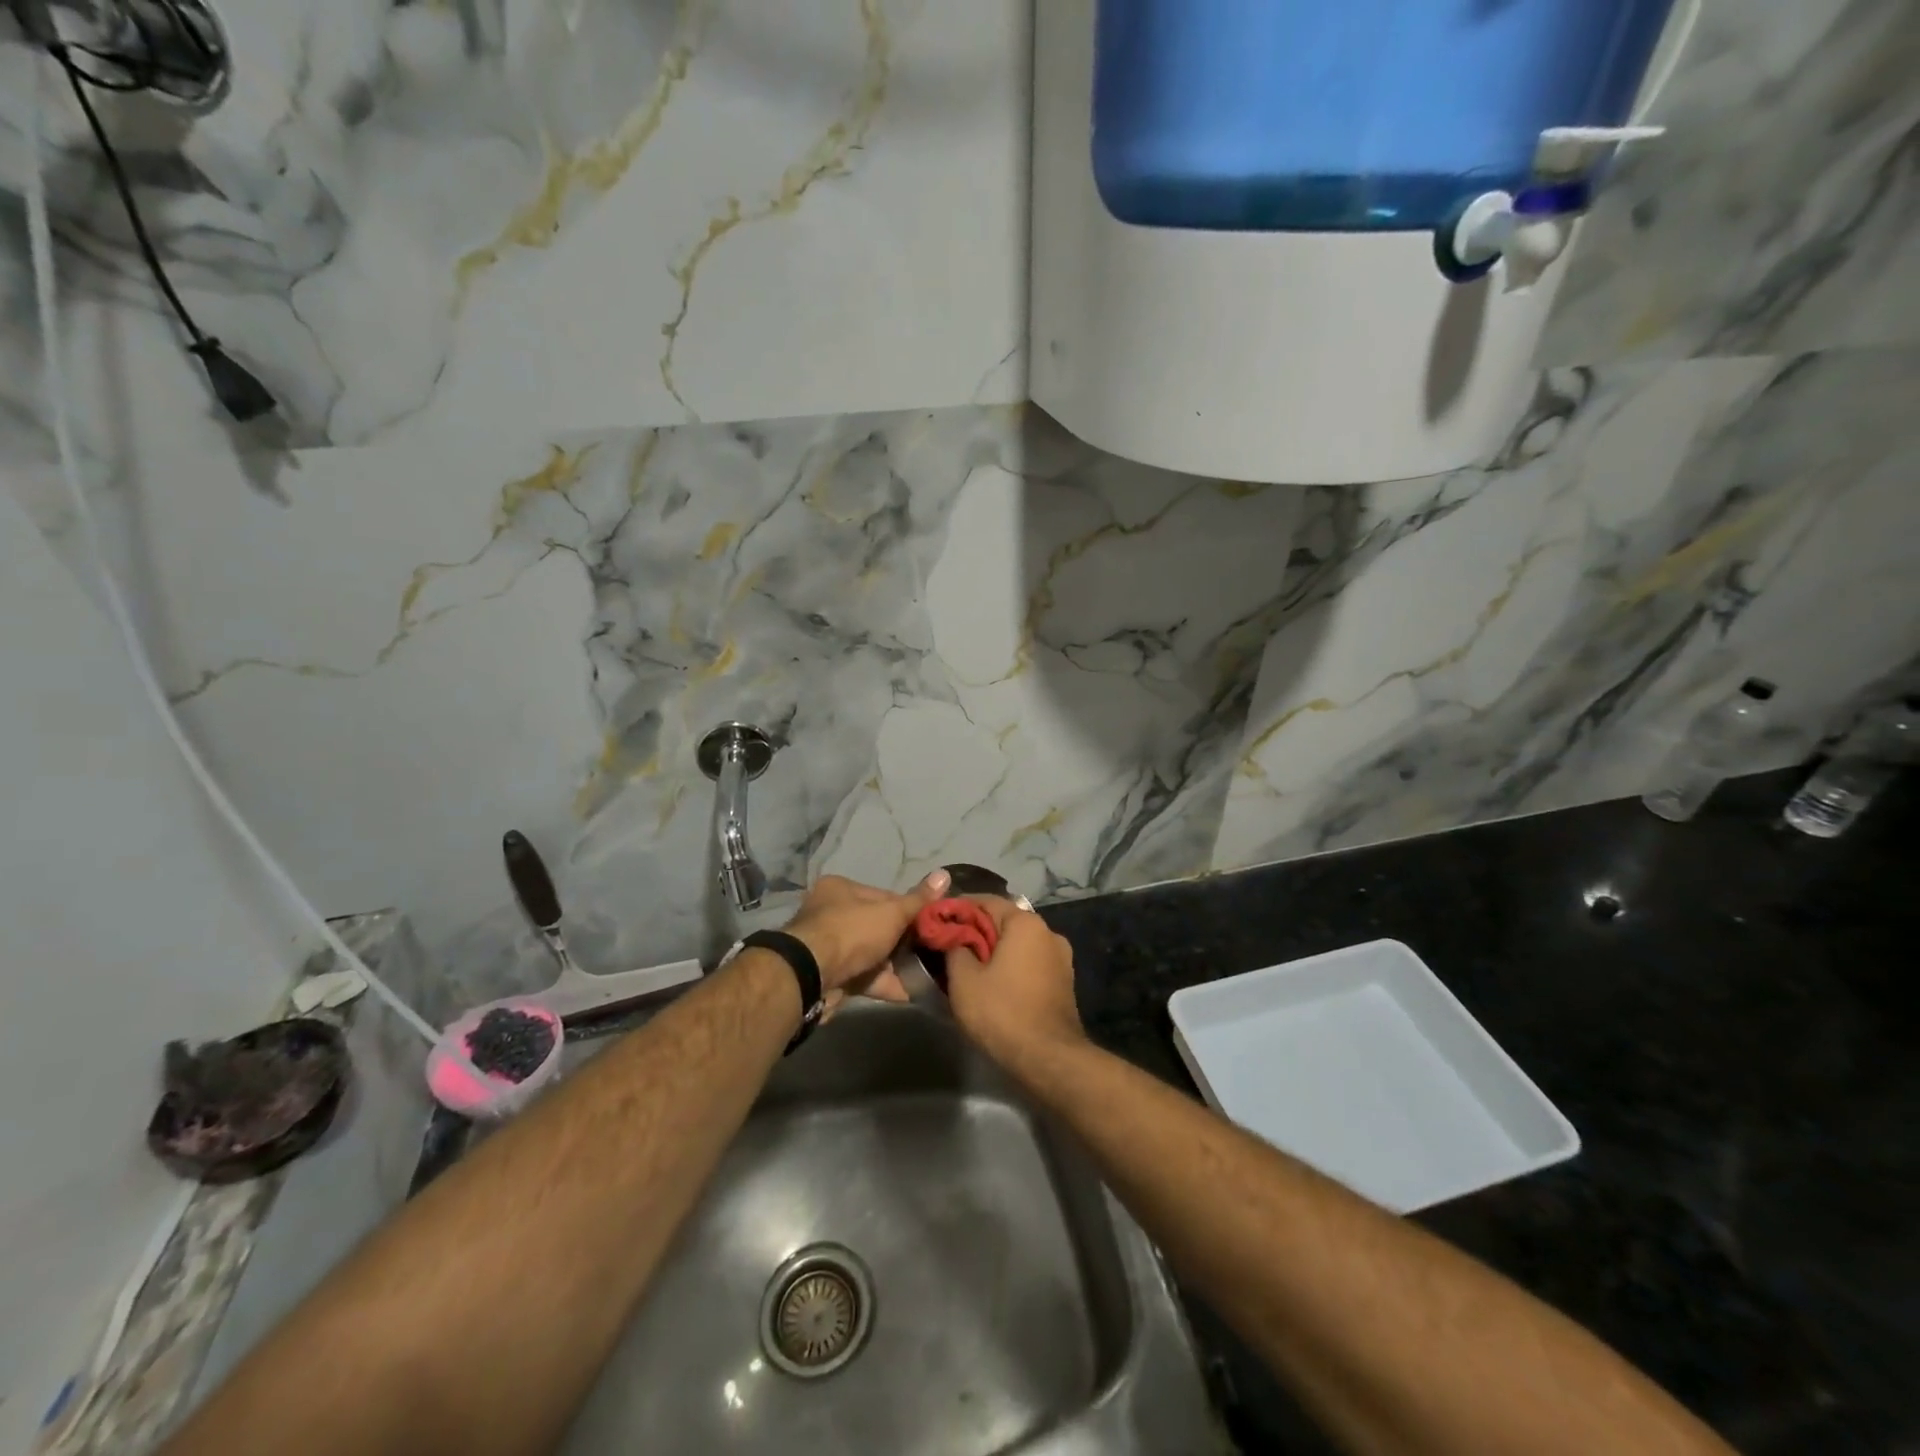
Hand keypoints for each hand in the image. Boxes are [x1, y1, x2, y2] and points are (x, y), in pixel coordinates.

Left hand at [783, 869, 951, 1011]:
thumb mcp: (891, 912)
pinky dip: (887, 984)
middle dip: (905, 942)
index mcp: (841, 889)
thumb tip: (945, 874)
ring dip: (897, 966)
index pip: (885, 896)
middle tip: (934, 952)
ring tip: (930, 974)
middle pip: (878, 926)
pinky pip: (866, 977)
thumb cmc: (852, 932)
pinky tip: (913, 992)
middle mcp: (832, 914)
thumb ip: (918, 900)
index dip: (910, 910)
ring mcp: (830, 948)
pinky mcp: (832, 976)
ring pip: (872, 954)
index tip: (932, 925)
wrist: (811, 978)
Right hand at [943, 899, 1086, 1067]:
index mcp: (1025, 923)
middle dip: (975, 932)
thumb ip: (954, 949)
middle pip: (1003, 922)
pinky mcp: (1063, 982)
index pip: (985, 901)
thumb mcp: (964, 980)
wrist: (1049, 1059)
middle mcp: (1048, 932)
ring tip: (967, 967)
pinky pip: (1029, 963)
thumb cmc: (1002, 1012)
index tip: (936, 921)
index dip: (957, 909)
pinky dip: (1010, 967)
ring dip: (993, 951)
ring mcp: (1060, 958)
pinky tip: (992, 984)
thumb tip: (953, 938)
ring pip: (1017, 944)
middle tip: (947, 946)